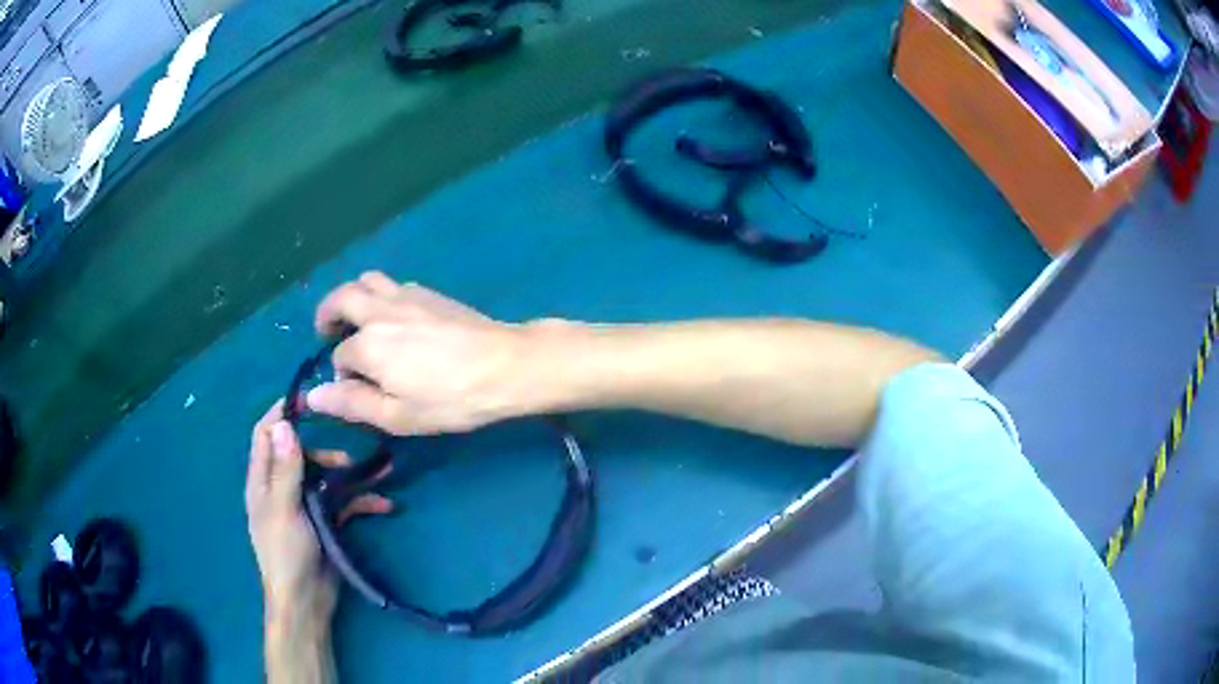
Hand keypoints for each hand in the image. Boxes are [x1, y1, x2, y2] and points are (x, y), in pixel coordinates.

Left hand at [245, 402, 392, 628]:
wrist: (306, 600)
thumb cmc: (286, 552)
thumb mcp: (283, 508)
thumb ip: (285, 469)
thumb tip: (285, 423)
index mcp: (262, 481)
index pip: (266, 435)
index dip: (281, 414)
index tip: (307, 399)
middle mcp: (281, 487)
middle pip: (300, 454)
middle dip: (324, 451)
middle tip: (345, 459)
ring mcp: (305, 505)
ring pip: (325, 478)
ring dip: (349, 476)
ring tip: (377, 475)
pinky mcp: (325, 521)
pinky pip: (344, 503)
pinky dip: (362, 501)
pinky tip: (385, 505)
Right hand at [305, 272, 528, 435]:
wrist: (505, 365)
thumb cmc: (451, 399)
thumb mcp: (399, 416)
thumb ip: (353, 404)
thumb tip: (313, 396)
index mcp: (368, 345)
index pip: (339, 356)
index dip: (341, 375)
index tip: (355, 391)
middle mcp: (380, 312)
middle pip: (341, 298)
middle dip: (327, 314)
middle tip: (327, 332)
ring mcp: (406, 296)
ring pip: (366, 280)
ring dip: (353, 296)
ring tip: (357, 319)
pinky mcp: (429, 292)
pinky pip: (393, 283)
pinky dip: (381, 295)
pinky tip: (394, 317)